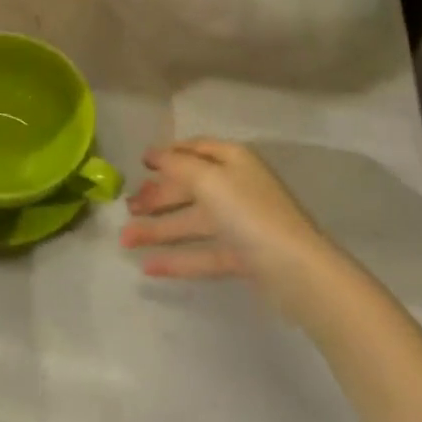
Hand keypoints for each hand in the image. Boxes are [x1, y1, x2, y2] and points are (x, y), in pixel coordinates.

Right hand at [120, 138, 332, 317]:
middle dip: (157, 197)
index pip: (195, 149)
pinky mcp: (241, 257)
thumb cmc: (250, 214)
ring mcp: (240, 224)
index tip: (141, 163)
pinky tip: (149, 268)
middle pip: (189, 187)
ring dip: (158, 230)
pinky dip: (177, 259)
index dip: (168, 154)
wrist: (296, 272)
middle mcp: (236, 187)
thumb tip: (155, 154)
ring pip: (191, 222)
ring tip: (125, 241)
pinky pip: (202, 253)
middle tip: (127, 208)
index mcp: (232, 161)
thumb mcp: (208, 180)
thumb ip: (177, 165)